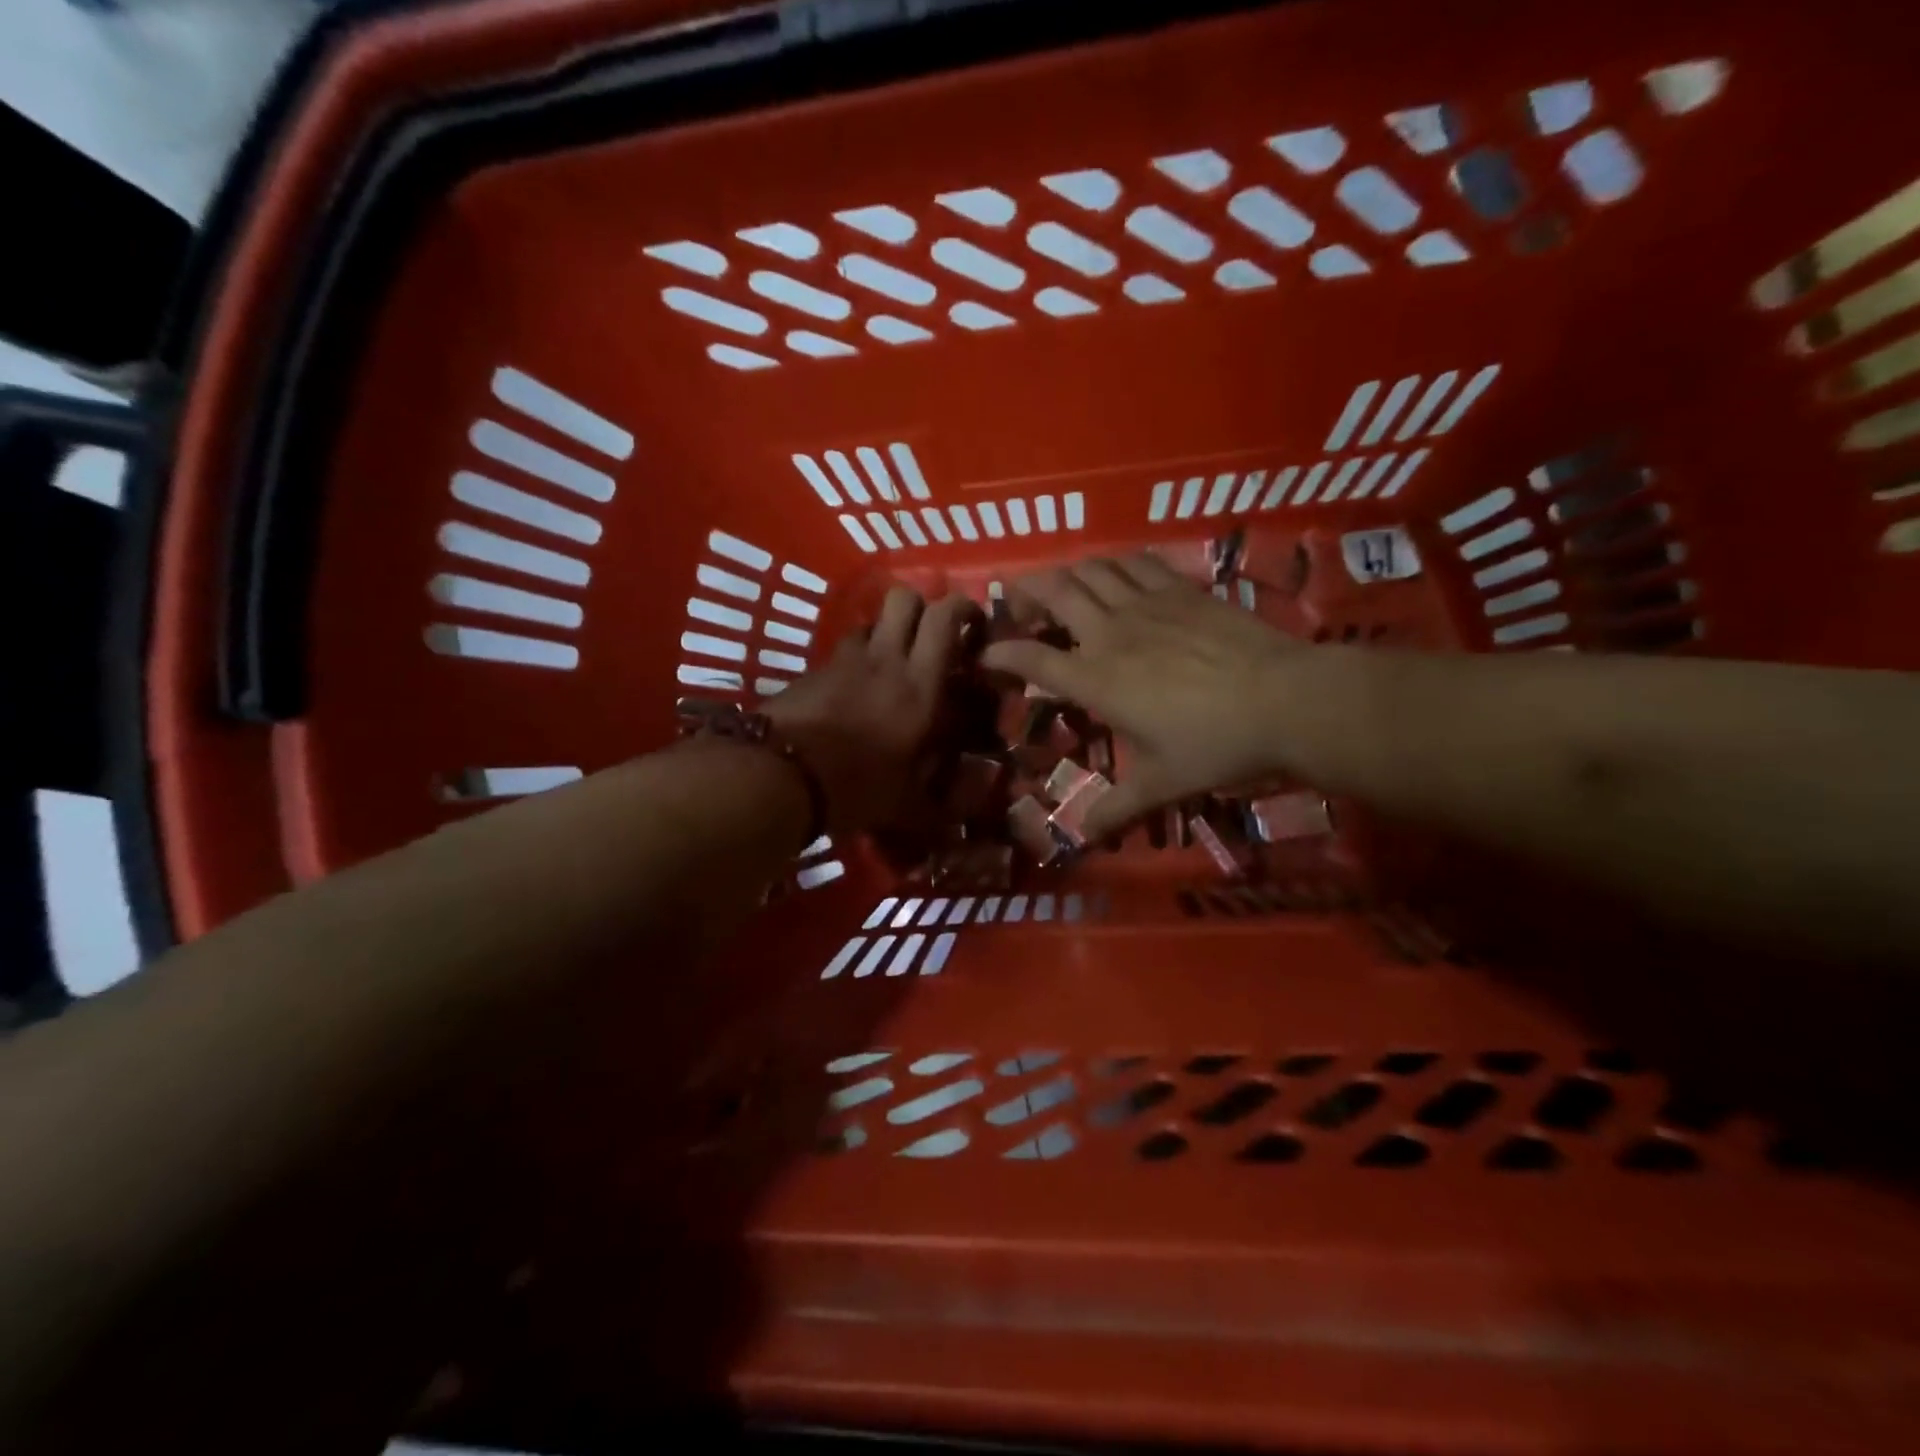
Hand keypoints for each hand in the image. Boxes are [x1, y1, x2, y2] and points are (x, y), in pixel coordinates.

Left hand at [763, 586, 979, 836]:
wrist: (779, 775)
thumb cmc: (855, 787)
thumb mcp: (906, 806)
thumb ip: (940, 806)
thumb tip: (968, 814)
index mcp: (920, 684)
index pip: (945, 618)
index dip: (963, 609)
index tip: (974, 624)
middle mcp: (886, 659)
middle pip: (904, 597)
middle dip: (923, 606)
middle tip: (932, 635)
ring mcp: (845, 660)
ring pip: (871, 622)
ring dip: (887, 633)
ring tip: (892, 665)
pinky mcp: (813, 670)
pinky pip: (842, 651)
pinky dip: (855, 660)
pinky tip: (853, 692)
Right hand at [981, 553, 1304, 838]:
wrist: (1285, 700)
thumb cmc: (1215, 745)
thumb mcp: (1161, 784)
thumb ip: (1117, 808)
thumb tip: (1082, 837)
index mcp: (1097, 680)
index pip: (1031, 658)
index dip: (1000, 654)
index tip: (986, 657)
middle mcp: (1110, 632)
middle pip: (1053, 590)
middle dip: (1024, 591)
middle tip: (1018, 606)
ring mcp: (1146, 603)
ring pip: (1091, 568)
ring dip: (1067, 572)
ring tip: (1063, 588)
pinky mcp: (1181, 589)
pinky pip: (1136, 561)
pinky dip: (1115, 562)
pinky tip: (1117, 573)